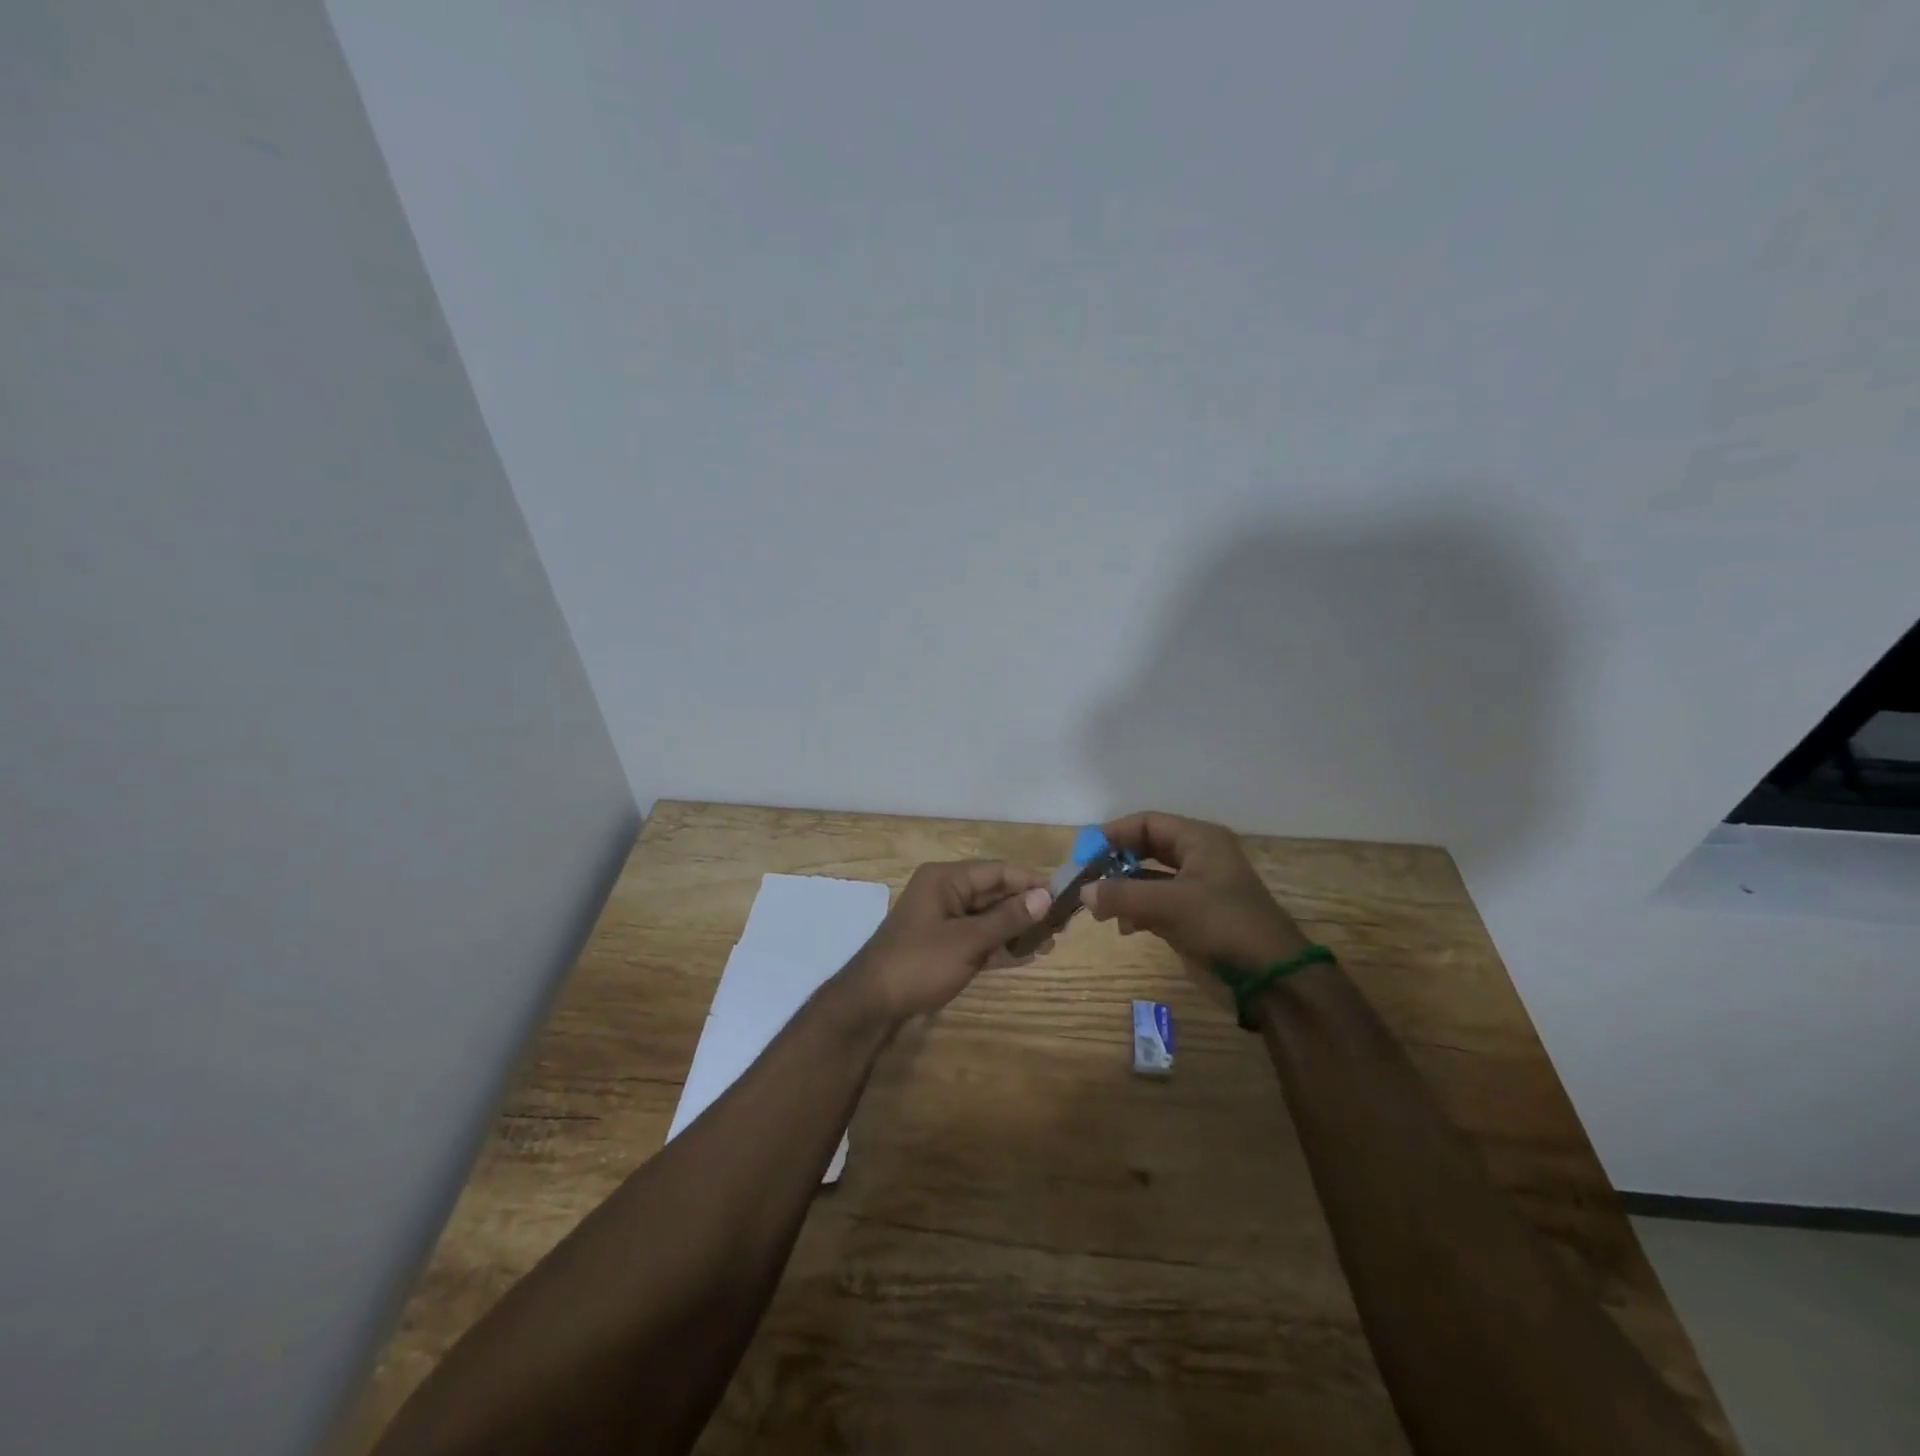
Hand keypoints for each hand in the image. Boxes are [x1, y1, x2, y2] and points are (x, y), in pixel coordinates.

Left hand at [840, 861, 1053, 1025]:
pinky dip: (1000, 944)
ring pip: (988, 916)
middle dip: (1026, 907)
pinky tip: (1027, 954)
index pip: (997, 871)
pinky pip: (978, 936)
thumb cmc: (919, 963)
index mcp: (945, 879)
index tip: (1064, 894)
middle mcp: (945, 892)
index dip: (1030, 881)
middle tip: (1062, 923)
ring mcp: (943, 919)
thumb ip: (1006, 919)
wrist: (872, 1004)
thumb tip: (1044, 897)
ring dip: (1017, 928)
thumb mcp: (967, 941)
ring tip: (1051, 941)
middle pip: (994, 892)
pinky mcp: (943, 944)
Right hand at [1080, 813, 1307, 980]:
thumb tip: (1082, 892)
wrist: (1271, 979)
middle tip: (1086, 878)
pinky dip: (1137, 912)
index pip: (1148, 823)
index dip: (1114, 834)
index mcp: (1200, 841)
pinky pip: (1156, 904)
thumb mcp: (1170, 905)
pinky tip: (1123, 928)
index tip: (1085, 852)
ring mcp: (1197, 889)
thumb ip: (1123, 895)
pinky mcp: (1194, 918)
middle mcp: (1198, 858)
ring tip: (1099, 909)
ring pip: (1148, 879)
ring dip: (1123, 891)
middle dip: (1115, 863)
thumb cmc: (1223, 926)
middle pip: (1146, 849)